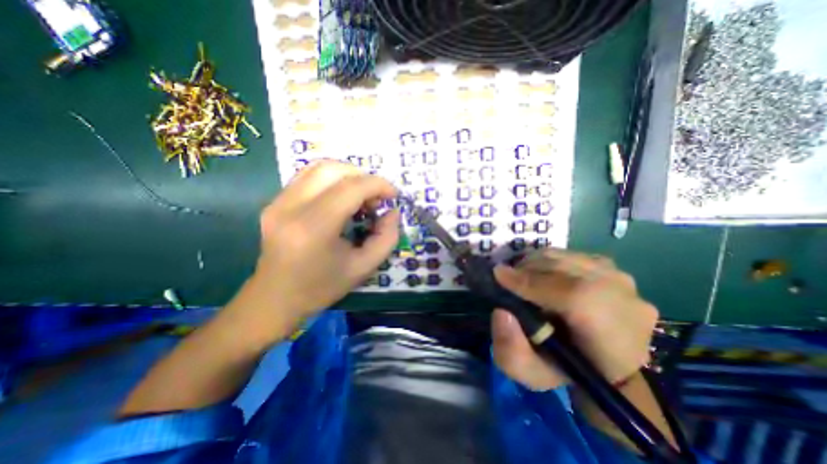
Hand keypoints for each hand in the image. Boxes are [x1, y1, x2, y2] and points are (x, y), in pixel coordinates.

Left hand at [239, 162, 400, 327]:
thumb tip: (393, 211)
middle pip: (333, 169)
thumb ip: (386, 238)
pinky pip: (308, 177)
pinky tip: (341, 200)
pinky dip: (332, 181)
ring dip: (347, 176)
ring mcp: (277, 202)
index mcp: (314, 228)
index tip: (393, 195)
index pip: (351, 188)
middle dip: (363, 177)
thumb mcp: (364, 268)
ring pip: (318, 167)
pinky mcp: (274, 202)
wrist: (275, 299)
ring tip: (360, 198)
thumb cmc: (322, 287)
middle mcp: (290, 207)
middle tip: (375, 199)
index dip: (378, 185)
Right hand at [489, 248, 659, 389]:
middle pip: (564, 269)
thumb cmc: (568, 372)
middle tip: (507, 280)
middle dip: (526, 271)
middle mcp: (624, 299)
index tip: (498, 276)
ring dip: (535, 265)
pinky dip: (547, 262)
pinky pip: (569, 254)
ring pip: (564, 257)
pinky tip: (541, 277)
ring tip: (522, 279)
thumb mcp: (532, 374)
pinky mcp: (611, 267)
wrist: (606, 364)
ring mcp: (621, 279)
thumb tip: (501, 312)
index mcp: (613, 335)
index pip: (575, 296)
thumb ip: (511, 352)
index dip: (531, 282)